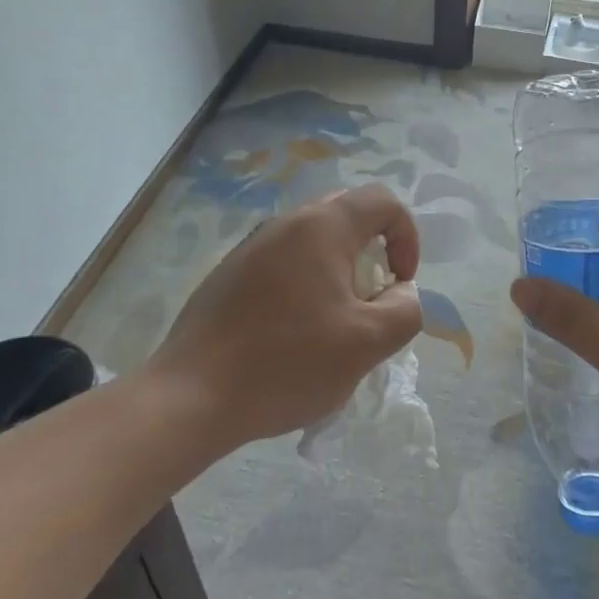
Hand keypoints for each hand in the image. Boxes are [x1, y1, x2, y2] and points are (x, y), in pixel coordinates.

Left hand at [151, 185, 422, 454]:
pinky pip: (283, 262)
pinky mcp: (229, 275)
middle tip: (371, 299)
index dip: (407, 237)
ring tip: (335, 321)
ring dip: (339, 270)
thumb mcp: (367, 343)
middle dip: (374, 252)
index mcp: (321, 228)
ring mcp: (251, 247)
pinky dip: (306, 284)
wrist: (192, 397)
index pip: (383, 201)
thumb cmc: (288, 363)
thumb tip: (401, 293)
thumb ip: (405, 310)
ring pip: (313, 240)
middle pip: (347, 215)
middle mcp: (285, 224)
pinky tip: (293, 333)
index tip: (400, 283)